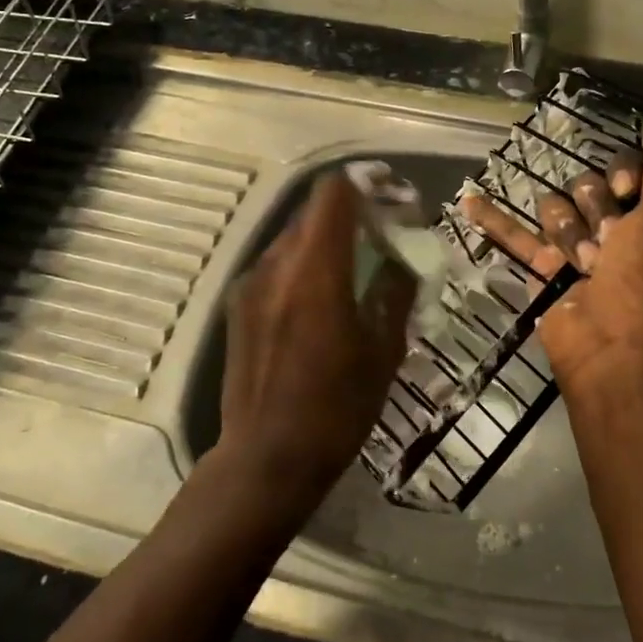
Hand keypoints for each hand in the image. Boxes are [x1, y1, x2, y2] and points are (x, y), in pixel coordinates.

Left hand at [215, 173, 416, 511]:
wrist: (266, 458)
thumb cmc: (336, 408)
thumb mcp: (382, 351)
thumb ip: (394, 293)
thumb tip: (404, 260)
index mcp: (316, 270)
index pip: (334, 193)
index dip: (365, 183)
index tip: (393, 194)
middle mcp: (276, 265)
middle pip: (314, 212)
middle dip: (352, 212)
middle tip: (384, 232)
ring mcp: (251, 284)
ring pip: (294, 238)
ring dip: (327, 239)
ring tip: (356, 266)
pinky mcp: (238, 306)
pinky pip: (277, 265)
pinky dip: (305, 264)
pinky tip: (323, 298)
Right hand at [460, 122, 642, 396]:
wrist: (612, 344)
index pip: (631, 168)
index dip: (626, 172)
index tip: (626, 189)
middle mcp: (617, 230)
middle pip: (590, 185)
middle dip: (595, 206)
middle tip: (607, 237)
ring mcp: (578, 249)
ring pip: (556, 207)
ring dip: (566, 231)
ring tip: (579, 261)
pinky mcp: (545, 269)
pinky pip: (516, 236)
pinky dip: (493, 220)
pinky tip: (467, 200)